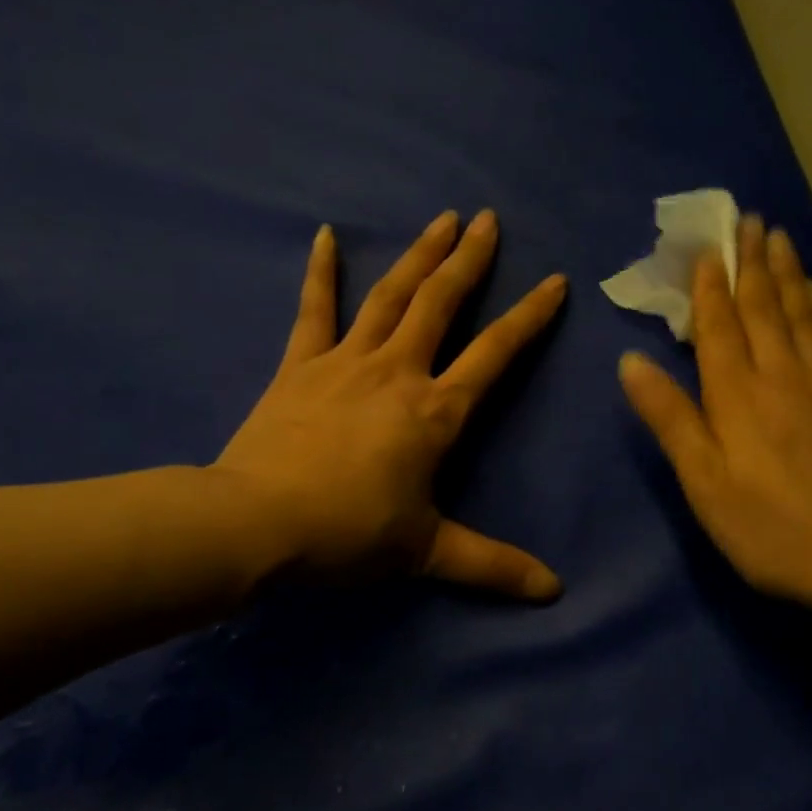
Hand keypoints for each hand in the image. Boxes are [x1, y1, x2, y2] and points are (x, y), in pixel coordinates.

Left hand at [214, 209, 566, 600]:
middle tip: (488, 219)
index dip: (529, 317)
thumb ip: (492, 566)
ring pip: (390, 295)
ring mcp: (346, 361)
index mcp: (435, 412)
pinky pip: (314, 310)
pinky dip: (321, 272)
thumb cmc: (348, 534)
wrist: (257, 524)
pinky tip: (325, 235)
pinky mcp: (300, 365)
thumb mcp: (427, 553)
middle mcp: (398, 372)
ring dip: (419, 254)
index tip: (554, 280)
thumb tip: (554, 592)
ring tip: (442, 218)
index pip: (495, 354)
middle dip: (469, 260)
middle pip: (440, 303)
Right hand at [618, 214, 811, 624]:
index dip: (710, 287)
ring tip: (782, 240)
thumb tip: (631, 361)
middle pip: (764, 308)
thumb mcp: (705, 483)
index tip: (709, 248)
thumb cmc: (776, 528)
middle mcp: (783, 375)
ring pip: (803, 315)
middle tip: (750, 219)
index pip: (719, 327)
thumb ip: (670, 419)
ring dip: (788, 275)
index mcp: (738, 395)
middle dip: (753, 263)